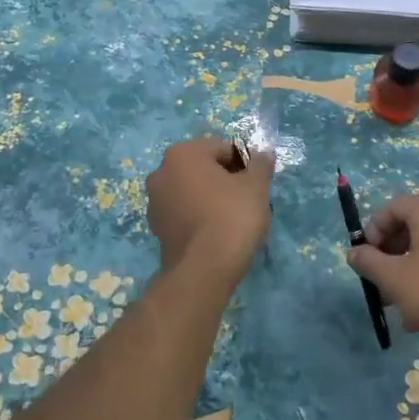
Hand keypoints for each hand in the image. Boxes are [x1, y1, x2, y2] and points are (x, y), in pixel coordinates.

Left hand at [145, 138, 274, 273]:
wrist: (203, 270)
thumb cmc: (231, 217)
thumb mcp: (256, 186)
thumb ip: (260, 165)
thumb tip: (263, 154)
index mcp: (182, 154)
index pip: (223, 149)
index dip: (245, 164)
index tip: (258, 183)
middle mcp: (161, 172)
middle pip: (205, 168)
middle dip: (227, 179)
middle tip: (249, 199)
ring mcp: (155, 202)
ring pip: (193, 191)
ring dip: (212, 197)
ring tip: (235, 218)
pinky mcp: (157, 228)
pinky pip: (185, 212)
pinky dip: (201, 216)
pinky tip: (218, 232)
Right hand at [347, 196, 418, 345]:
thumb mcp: (393, 279)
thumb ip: (368, 262)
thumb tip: (354, 252)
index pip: (392, 207)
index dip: (374, 229)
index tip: (367, 257)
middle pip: (410, 224)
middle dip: (389, 250)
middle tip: (379, 277)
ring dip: (407, 265)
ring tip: (397, 297)